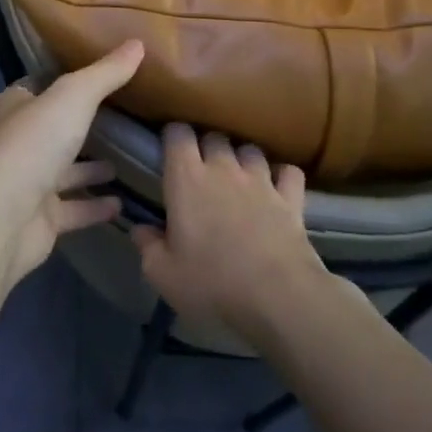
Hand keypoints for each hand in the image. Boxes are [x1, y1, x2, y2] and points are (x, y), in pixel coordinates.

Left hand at [0, 41, 144, 287]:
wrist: (2, 217)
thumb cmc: (32, 144)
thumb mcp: (73, 96)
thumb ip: (106, 73)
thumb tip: (138, 43)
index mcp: (15, 108)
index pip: (39, 88)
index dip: (65, 82)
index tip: (100, 77)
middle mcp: (18, 143)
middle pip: (53, 130)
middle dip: (82, 127)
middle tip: (124, 120)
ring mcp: (27, 184)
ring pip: (64, 172)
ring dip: (91, 169)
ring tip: (129, 160)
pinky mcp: (40, 220)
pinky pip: (74, 209)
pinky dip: (95, 206)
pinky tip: (123, 203)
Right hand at [130, 127, 328, 342]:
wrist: (277, 297)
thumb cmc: (211, 283)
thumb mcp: (163, 273)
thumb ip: (148, 246)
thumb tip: (140, 229)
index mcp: (187, 179)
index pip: (178, 134)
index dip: (173, 137)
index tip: (169, 153)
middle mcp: (224, 169)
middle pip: (215, 138)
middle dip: (207, 148)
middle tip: (201, 173)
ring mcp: (261, 180)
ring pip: (249, 150)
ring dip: (241, 159)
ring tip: (238, 179)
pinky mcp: (291, 198)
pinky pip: (288, 172)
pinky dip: (281, 175)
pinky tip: (277, 187)